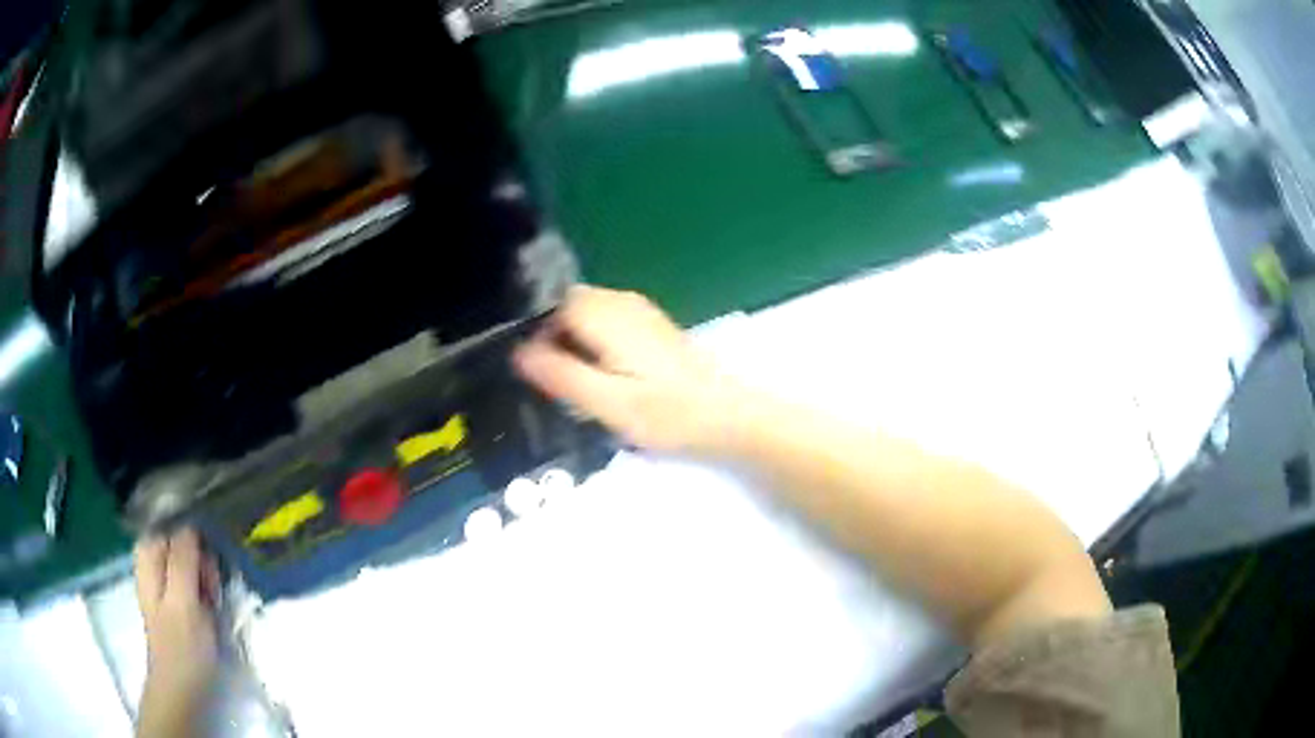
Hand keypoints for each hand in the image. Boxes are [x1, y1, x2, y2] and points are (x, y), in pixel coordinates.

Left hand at [134, 528, 220, 723]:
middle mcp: (152, 561)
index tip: (209, 562)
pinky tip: (210, 605)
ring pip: (190, 560)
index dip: (194, 537)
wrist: (181, 689)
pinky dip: (204, 587)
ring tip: (212, 600)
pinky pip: (193, 578)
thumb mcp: (184, 602)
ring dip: (206, 575)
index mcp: (148, 555)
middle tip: (211, 588)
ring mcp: (164, 581)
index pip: (172, 523)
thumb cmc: (181, 647)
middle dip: (202, 558)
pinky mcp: (176, 599)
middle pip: (181, 540)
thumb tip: (191, 524)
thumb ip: (184, 560)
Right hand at [513, 285, 735, 452]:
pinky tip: (608, 376)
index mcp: (605, 314)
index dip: (537, 335)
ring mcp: (639, 310)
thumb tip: (519, 353)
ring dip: (576, 342)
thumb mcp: (607, 403)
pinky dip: (596, 343)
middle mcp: (620, 301)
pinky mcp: (651, 325)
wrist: (726, 415)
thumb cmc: (667, 414)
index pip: (551, 305)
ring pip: (588, 313)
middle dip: (555, 338)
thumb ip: (562, 375)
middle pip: (568, 306)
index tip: (539, 373)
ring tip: (582, 383)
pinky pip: (607, 322)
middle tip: (561, 383)